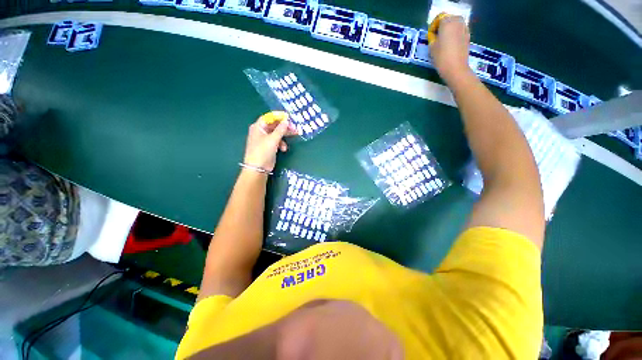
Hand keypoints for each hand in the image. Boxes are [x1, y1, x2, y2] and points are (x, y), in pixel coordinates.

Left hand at [243, 111, 297, 171]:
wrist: (258, 168)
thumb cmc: (263, 151)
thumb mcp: (273, 139)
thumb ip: (280, 129)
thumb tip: (286, 121)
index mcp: (258, 127)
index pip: (269, 117)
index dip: (279, 116)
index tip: (288, 117)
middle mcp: (261, 131)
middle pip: (274, 125)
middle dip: (284, 126)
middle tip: (295, 127)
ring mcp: (265, 140)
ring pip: (277, 133)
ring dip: (285, 135)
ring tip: (294, 135)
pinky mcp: (269, 147)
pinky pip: (277, 141)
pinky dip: (281, 144)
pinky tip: (284, 149)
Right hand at [429, 15, 472, 84]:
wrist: (455, 68)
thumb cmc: (441, 57)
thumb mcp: (432, 47)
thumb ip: (433, 37)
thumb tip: (434, 35)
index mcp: (447, 22)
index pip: (439, 18)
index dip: (434, 26)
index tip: (431, 35)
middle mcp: (457, 22)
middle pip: (449, 18)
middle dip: (443, 26)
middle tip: (437, 37)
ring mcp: (464, 28)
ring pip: (455, 24)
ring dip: (449, 29)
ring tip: (444, 40)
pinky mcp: (468, 36)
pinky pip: (460, 30)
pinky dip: (455, 33)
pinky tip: (451, 43)